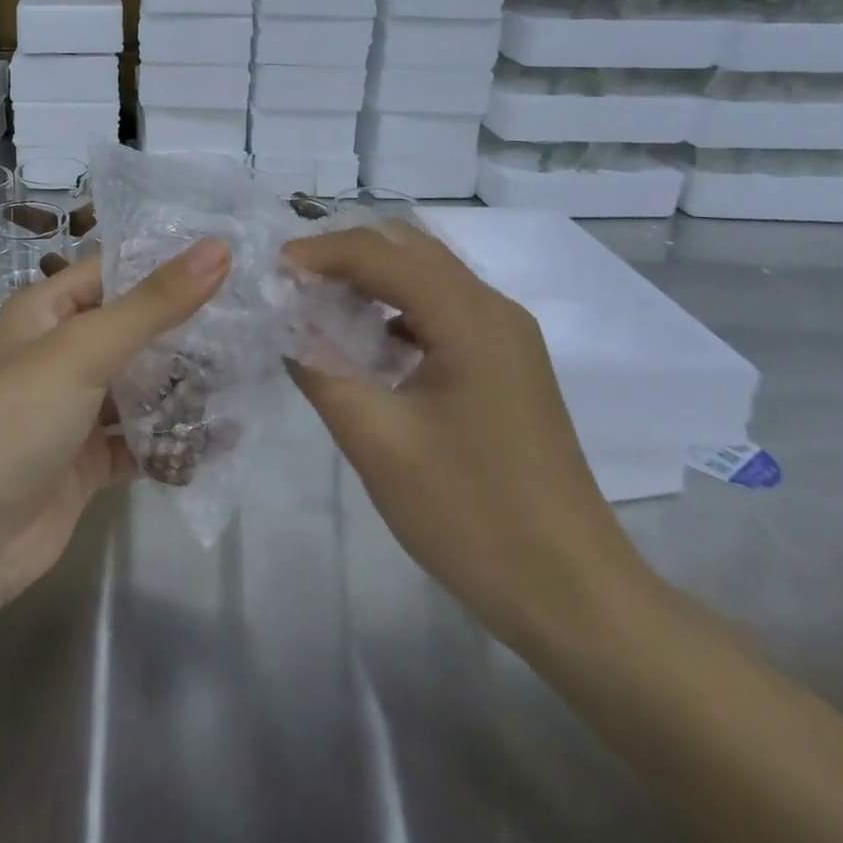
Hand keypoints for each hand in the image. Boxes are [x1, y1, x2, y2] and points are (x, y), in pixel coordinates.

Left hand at [0, 238, 231, 610]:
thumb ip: (154, 303)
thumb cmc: (14, 419)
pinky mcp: (86, 464)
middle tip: (257, 321)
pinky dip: (174, 441)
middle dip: (188, 329)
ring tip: (252, 376)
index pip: (116, 271)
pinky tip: (223, 438)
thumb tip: (219, 248)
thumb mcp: (84, 348)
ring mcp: (73, 411)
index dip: (169, 263)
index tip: (236, 258)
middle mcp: (60, 354)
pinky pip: (140, 441)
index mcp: (47, 311)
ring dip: (186, 387)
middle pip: (134, 330)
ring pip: (141, 387)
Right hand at [282, 222, 649, 649]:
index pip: (379, 253)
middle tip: (292, 284)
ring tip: (318, 303)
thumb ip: (320, 369)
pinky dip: (396, 305)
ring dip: (370, 276)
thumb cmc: (470, 513)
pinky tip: (367, 340)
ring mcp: (507, 335)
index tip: (271, 272)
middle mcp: (493, 309)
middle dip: (343, 254)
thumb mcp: (376, 440)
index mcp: (468, 318)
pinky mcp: (508, 363)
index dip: (319, 254)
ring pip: (427, 274)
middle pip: (407, 248)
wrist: (572, 593)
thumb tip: (284, 324)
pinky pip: (444, 308)